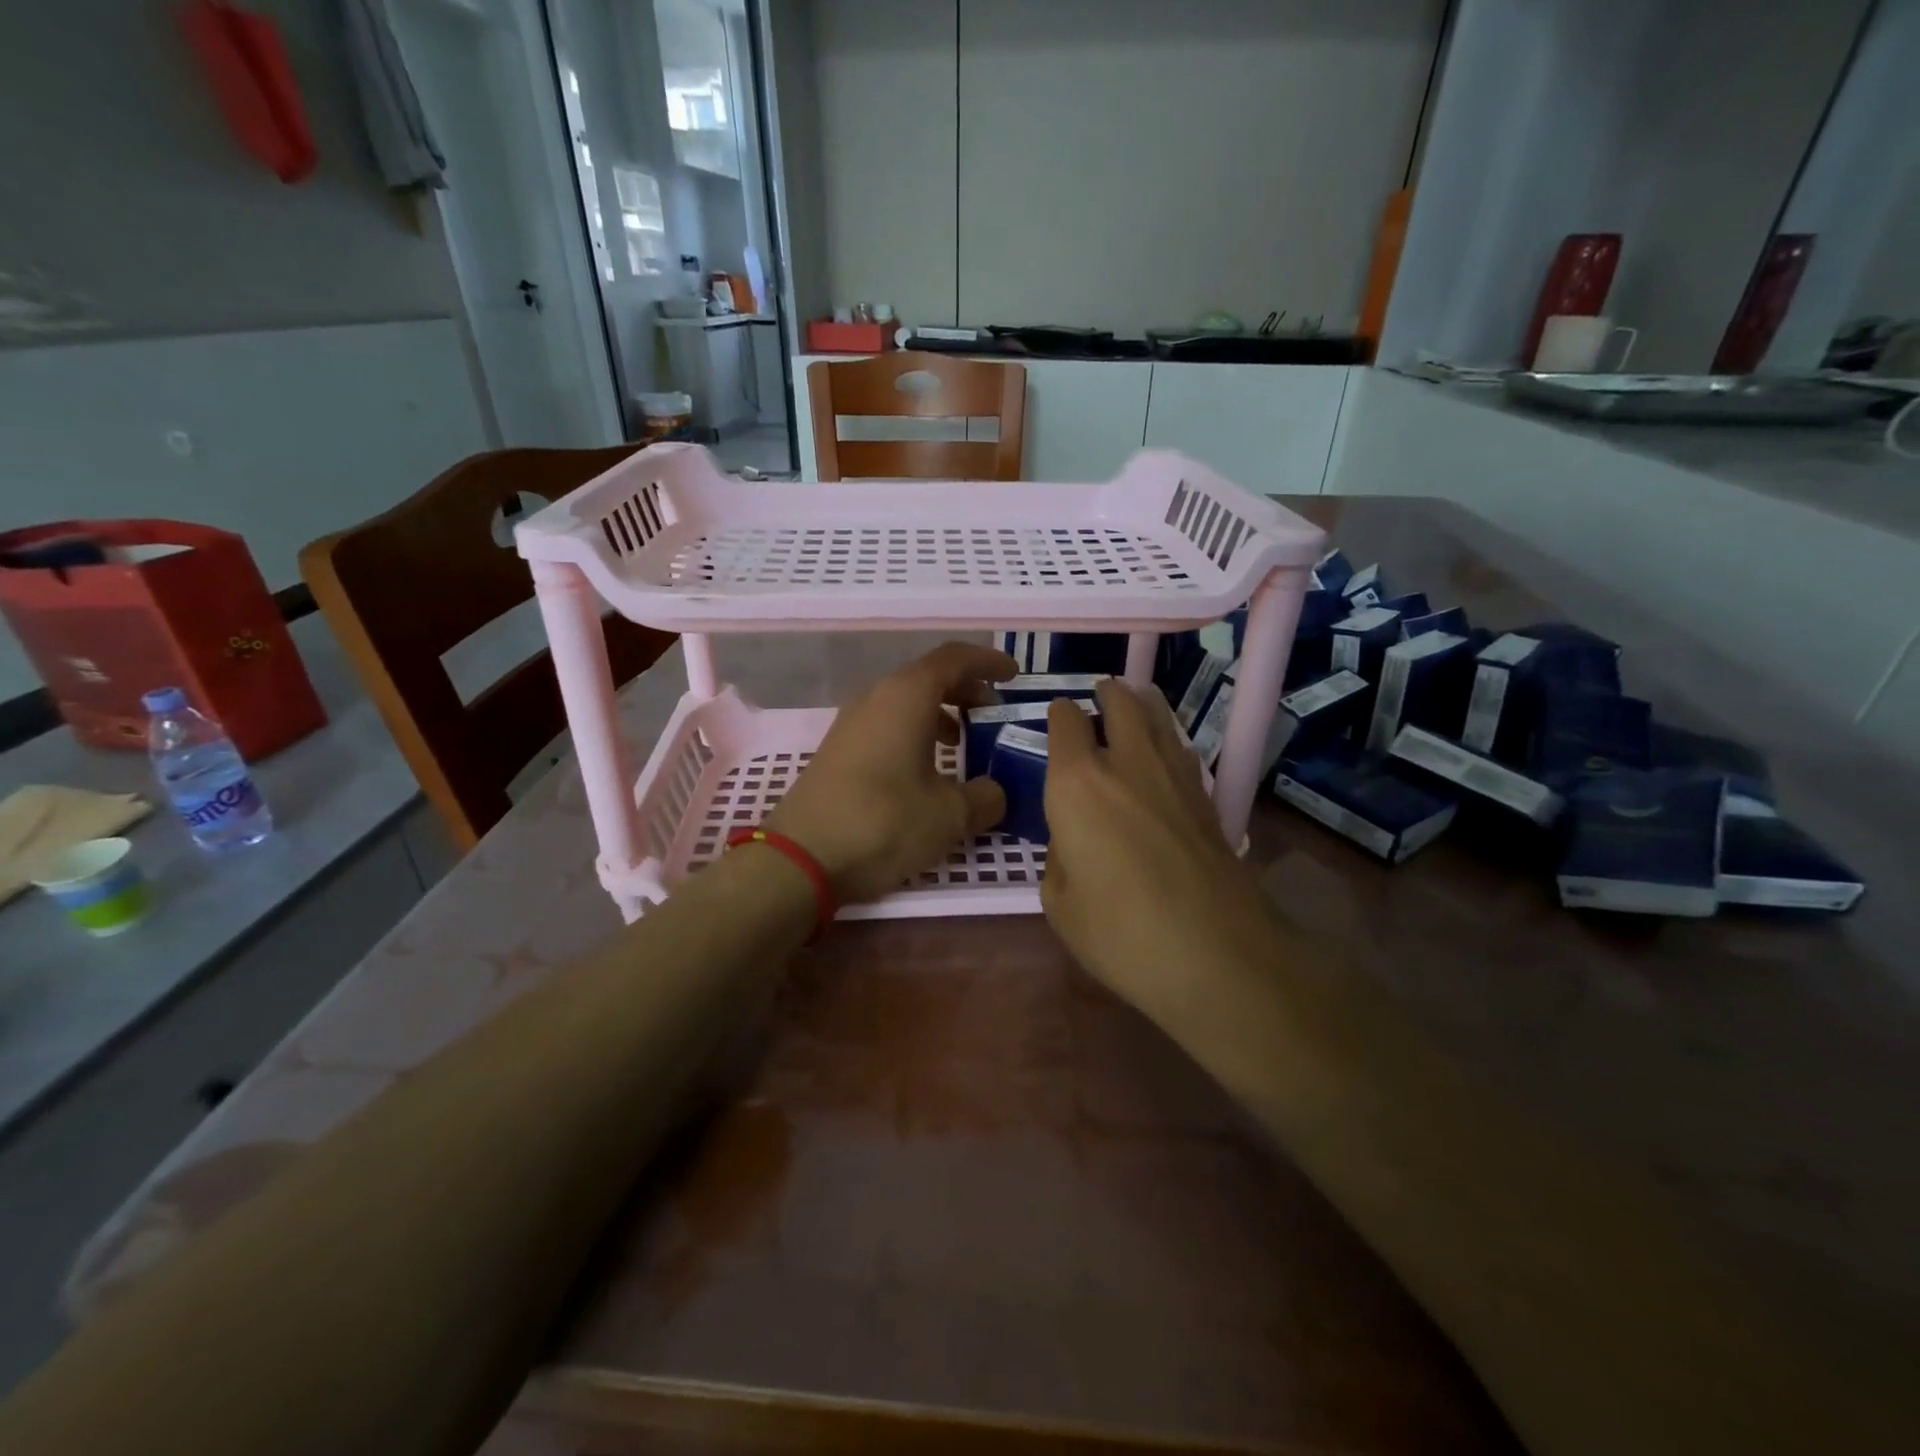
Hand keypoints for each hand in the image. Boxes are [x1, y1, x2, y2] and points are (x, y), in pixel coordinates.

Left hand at [763, 642, 1015, 903]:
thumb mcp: (950, 815)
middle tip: (993, 712)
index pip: (954, 658)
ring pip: (905, 701)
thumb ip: (985, 797)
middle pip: (928, 676)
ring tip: (963, 742)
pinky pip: (886, 724)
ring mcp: (851, 723)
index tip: (1014, 676)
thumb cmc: (884, 822)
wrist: (801, 858)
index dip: (988, 661)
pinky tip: (925, 770)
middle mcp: (876, 697)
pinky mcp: (838, 750)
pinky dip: (914, 732)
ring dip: (939, 713)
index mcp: (907, 696)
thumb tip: (995, 792)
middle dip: (965, 689)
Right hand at [1042, 680, 1271, 1010]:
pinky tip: (1166, 753)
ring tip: (1134, 702)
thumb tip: (1075, 840)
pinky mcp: (1209, 798)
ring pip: (1158, 717)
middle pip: (1120, 702)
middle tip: (1099, 695)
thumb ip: (1059, 858)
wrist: (1217, 954)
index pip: (1065, 722)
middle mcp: (1126, 763)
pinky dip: (1168, 740)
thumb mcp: (1059, 904)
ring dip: (1142, 704)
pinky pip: (1182, 749)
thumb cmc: (1120, 933)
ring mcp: (1175, 776)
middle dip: (1106, 693)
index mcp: (1077, 782)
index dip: (1059, 715)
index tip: (1057, 719)